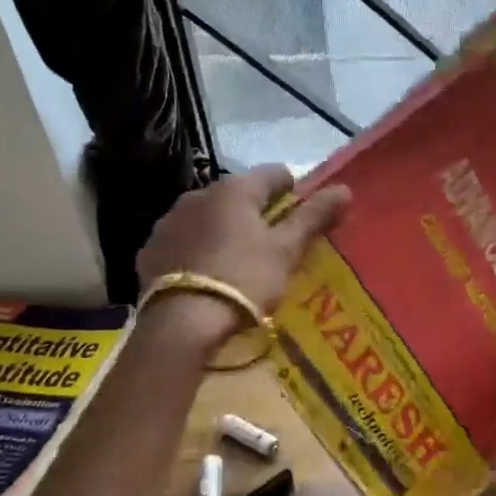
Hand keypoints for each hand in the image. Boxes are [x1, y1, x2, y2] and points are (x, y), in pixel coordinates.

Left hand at [135, 165, 349, 345]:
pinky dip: (198, 249)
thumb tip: (344, 189)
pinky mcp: (150, 248)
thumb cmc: (245, 279)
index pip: (274, 173)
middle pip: (238, 195)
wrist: (183, 322)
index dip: (294, 190)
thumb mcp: (286, 250)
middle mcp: (198, 193)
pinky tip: (207, 274)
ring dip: (224, 229)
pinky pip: (183, 240)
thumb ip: (313, 217)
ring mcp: (169, 220)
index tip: (303, 215)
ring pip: (208, 216)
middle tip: (274, 244)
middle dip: (257, 213)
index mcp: (234, 189)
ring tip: (238, 262)